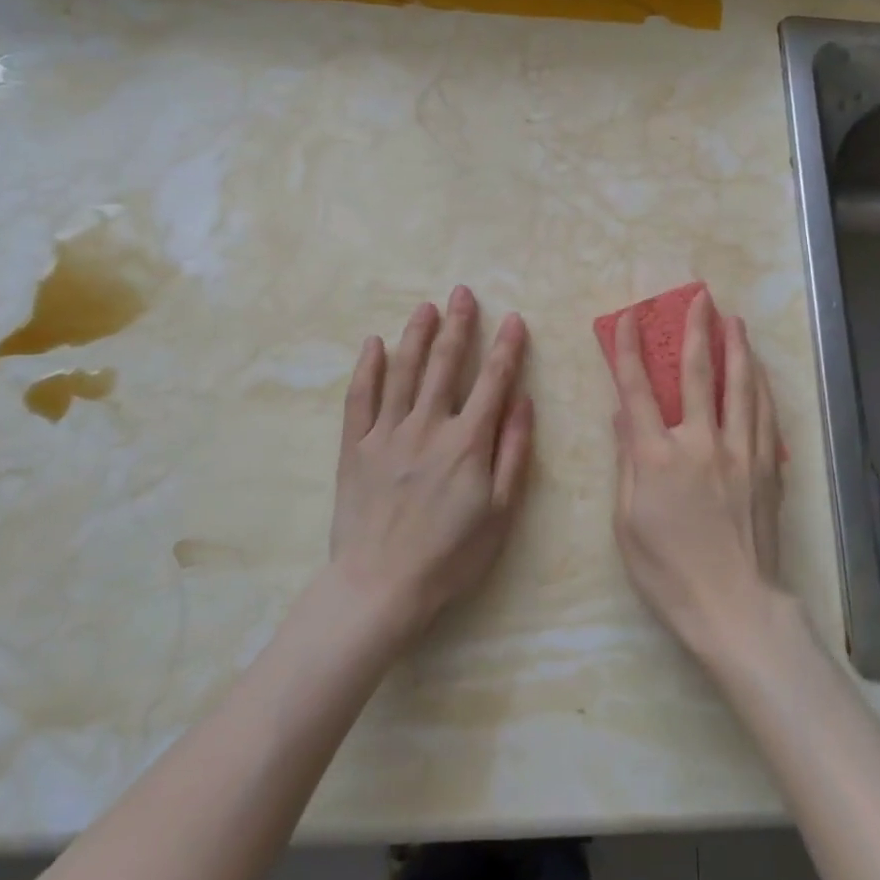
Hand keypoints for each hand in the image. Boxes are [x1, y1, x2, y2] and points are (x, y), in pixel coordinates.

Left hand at [330, 286, 532, 647]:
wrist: (380, 588)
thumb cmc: (450, 555)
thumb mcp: (500, 511)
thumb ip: (513, 452)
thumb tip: (523, 402)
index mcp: (467, 441)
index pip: (493, 380)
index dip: (506, 347)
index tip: (513, 319)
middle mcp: (428, 425)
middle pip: (444, 364)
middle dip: (458, 325)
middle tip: (462, 292)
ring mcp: (387, 433)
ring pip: (403, 372)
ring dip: (417, 335)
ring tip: (426, 307)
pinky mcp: (356, 447)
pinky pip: (360, 398)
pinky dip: (367, 368)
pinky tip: (373, 344)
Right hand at [606, 289, 786, 662]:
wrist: (734, 606)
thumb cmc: (668, 571)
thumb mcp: (626, 522)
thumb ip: (626, 462)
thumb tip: (621, 416)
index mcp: (656, 458)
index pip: (636, 390)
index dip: (628, 350)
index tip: (628, 318)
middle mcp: (699, 444)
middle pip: (697, 375)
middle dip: (696, 330)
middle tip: (700, 297)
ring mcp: (739, 452)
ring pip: (740, 387)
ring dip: (736, 348)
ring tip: (734, 320)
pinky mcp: (766, 467)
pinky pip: (765, 415)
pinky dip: (760, 386)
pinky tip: (758, 371)